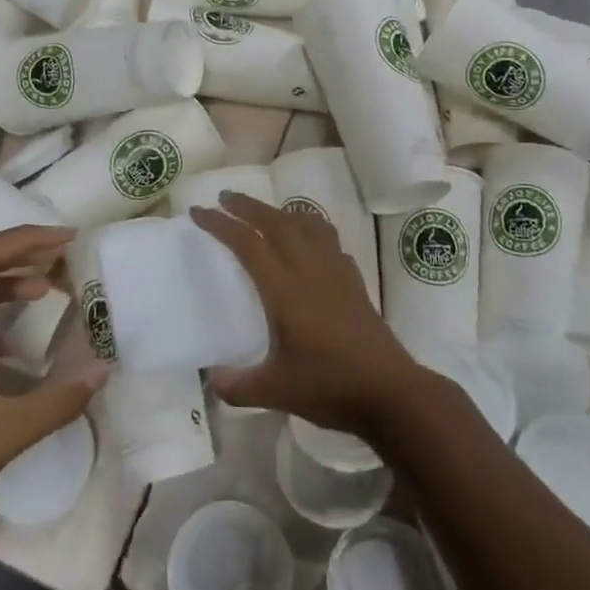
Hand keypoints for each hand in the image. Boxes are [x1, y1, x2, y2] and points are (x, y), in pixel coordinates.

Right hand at [191, 193, 419, 440]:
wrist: (391, 393)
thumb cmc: (330, 387)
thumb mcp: (275, 391)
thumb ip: (237, 385)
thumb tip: (211, 378)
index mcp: (285, 289)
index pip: (247, 244)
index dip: (220, 224)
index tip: (198, 211)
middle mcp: (310, 270)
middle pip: (277, 223)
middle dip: (249, 206)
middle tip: (226, 197)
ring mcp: (336, 273)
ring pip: (308, 225)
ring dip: (283, 212)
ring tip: (268, 213)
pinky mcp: (355, 283)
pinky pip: (330, 241)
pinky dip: (312, 230)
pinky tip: (309, 244)